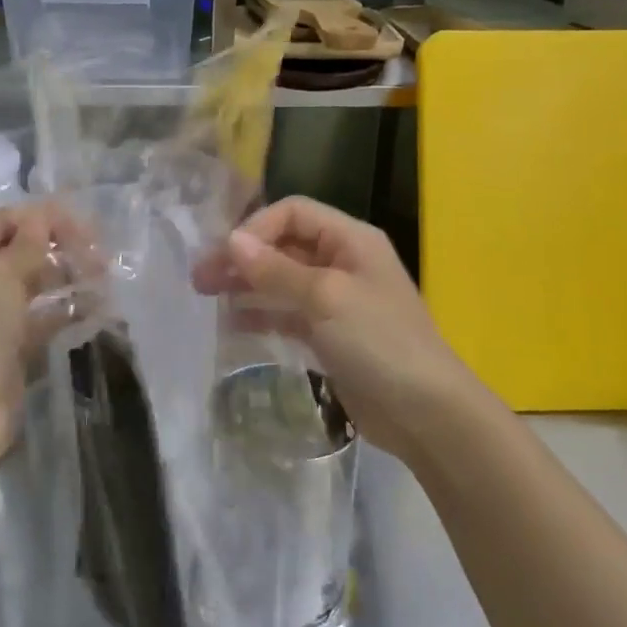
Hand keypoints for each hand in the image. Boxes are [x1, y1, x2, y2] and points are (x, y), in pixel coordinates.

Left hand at [0, 202, 77, 472]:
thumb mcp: (0, 272)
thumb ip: (29, 243)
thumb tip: (45, 217)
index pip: (4, 220)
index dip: (42, 218)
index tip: (83, 225)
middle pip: (22, 251)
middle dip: (60, 247)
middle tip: (100, 254)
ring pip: (37, 285)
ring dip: (69, 278)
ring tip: (105, 278)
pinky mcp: (13, 346)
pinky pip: (44, 319)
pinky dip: (68, 311)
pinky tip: (99, 307)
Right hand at [195, 197, 472, 456]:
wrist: (426, 413)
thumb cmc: (379, 342)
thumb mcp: (325, 298)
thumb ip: (276, 269)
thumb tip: (232, 241)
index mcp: (350, 239)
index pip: (293, 213)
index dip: (256, 227)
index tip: (225, 255)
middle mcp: (342, 261)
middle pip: (283, 246)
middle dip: (243, 257)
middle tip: (200, 278)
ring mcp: (336, 300)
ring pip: (281, 280)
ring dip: (246, 284)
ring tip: (207, 296)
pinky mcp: (330, 334)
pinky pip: (288, 313)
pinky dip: (262, 313)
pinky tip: (233, 323)